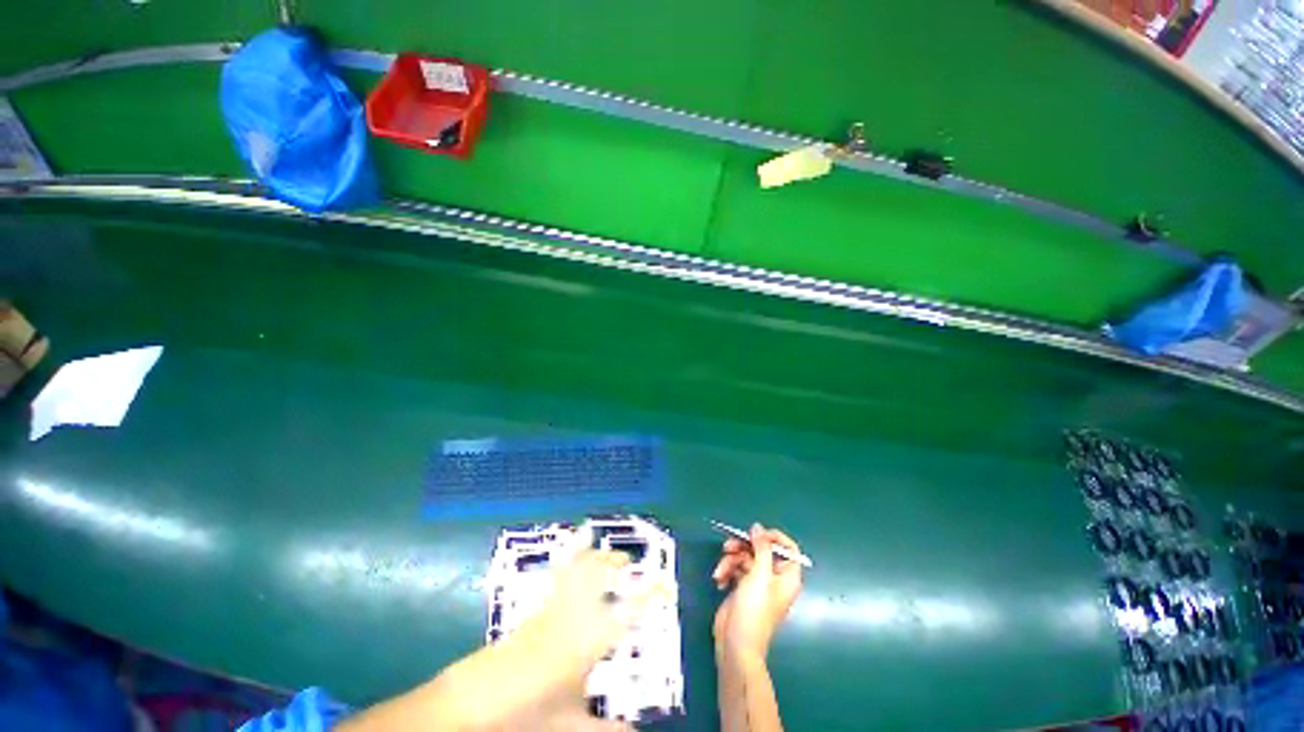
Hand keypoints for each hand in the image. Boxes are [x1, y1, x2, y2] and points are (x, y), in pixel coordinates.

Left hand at [337, 548, 658, 731]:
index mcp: (589, 642)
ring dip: (591, 555)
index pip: (628, 613)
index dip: (649, 596)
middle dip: (614, 563)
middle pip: (598, 578)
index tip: (667, 583)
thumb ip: (606, 729)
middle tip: (628, 558)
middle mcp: (573, 616)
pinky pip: (558, 575)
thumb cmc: (527, 717)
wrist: (474, 705)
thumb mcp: (571, 725)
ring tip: (599, 540)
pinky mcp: (534, 611)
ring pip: (577, 570)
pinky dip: (568, 557)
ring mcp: (551, 609)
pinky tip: (571, 547)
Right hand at [711, 525, 803, 659]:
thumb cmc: (754, 609)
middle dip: (742, 547)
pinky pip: (735, 569)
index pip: (788, 548)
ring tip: (720, 571)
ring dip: (730, 561)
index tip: (756, 534)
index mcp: (787, 576)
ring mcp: (757, 583)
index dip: (773, 537)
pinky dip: (726, 572)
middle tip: (728, 546)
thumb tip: (758, 527)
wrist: (736, 643)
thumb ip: (761, 548)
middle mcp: (774, 578)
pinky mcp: (742, 588)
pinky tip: (719, 581)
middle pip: (761, 550)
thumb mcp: (759, 574)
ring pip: (744, 558)